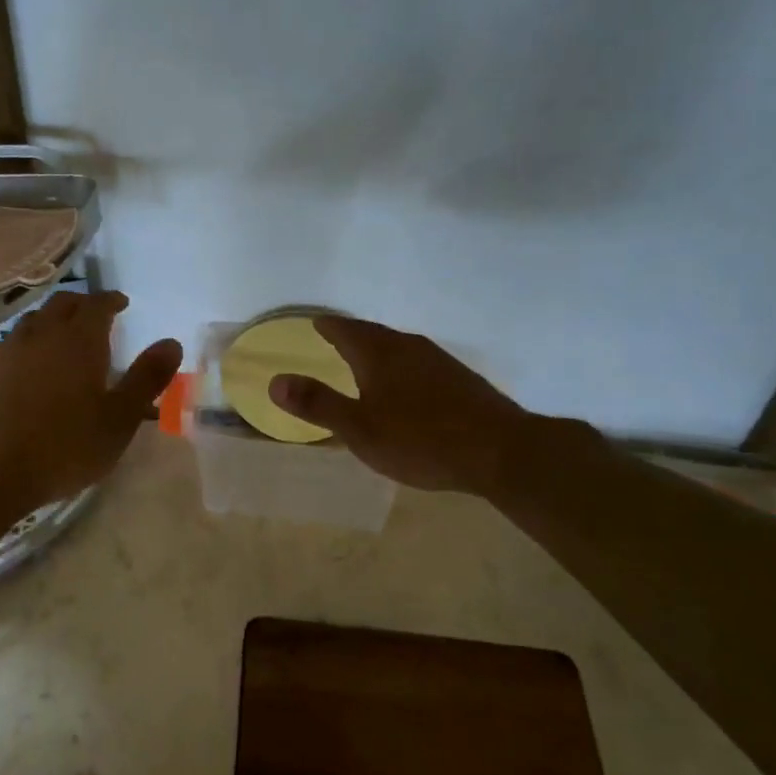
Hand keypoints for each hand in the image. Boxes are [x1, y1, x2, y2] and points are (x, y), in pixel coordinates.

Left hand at [0, 291, 182, 511]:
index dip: (111, 300)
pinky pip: (11, 343)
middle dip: (82, 305)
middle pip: (62, 304)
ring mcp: (7, 351)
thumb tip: (172, 342)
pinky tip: (29, 366)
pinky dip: (28, 343)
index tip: (121, 303)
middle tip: (95, 316)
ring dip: (52, 321)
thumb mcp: (119, 419)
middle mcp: (41, 334)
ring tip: (63, 338)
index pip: (97, 304)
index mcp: (78, 340)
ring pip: (33, 321)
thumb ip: (147, 378)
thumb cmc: (64, 447)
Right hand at [269, 316, 526, 492]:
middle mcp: (408, 348)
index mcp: (379, 354)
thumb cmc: (420, 440)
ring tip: (366, 360)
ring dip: (379, 350)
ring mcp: (439, 361)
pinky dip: (403, 367)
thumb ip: (318, 404)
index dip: (328, 326)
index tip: (315, 322)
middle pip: (374, 334)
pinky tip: (407, 386)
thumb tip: (275, 380)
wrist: (500, 451)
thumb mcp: (359, 429)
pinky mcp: (461, 380)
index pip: (346, 330)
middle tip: (335, 338)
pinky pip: (420, 363)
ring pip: (399, 347)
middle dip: (352, 335)